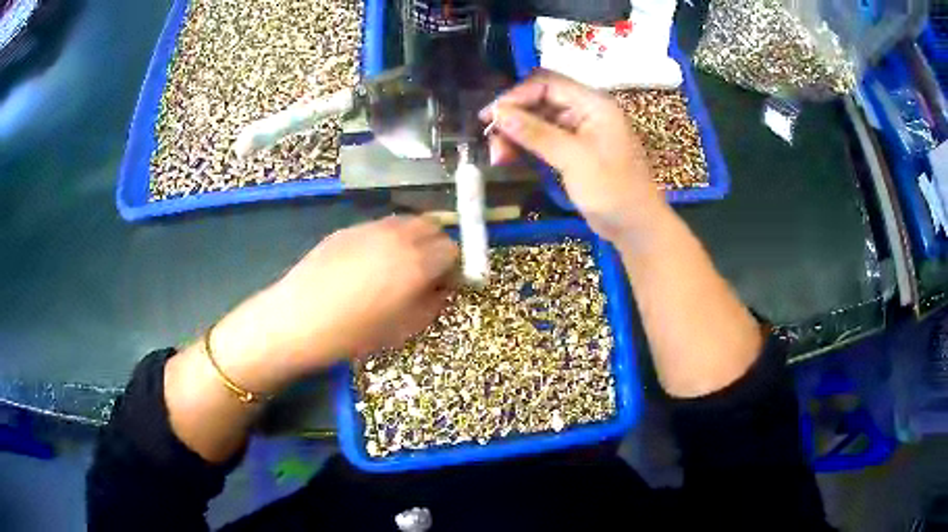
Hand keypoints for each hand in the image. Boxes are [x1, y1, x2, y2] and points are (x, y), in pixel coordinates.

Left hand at [211, 216, 458, 393]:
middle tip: (426, 272)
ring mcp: (370, 227)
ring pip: (405, 222)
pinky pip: (380, 226)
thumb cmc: (353, 333)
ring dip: (413, 239)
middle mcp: (398, 236)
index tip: (445, 283)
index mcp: (417, 262)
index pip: (452, 249)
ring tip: (398, 265)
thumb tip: (442, 287)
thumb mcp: (403, 329)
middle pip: (432, 227)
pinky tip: (369, 263)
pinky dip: (387, 238)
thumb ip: (433, 304)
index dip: (454, 267)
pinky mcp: (348, 228)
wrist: (298, 319)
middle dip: (437, 247)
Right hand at [481, 69, 665, 241]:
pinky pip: (543, 140)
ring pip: (538, 121)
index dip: (516, 95)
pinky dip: (526, 148)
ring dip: (516, 135)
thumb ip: (536, 133)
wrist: (636, 227)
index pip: (547, 83)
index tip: (490, 116)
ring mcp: (579, 132)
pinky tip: (509, 159)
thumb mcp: (574, 159)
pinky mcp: (573, 152)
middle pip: (539, 101)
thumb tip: (498, 113)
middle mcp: (585, 112)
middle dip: (513, 118)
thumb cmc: (613, 190)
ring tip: (497, 157)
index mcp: (593, 104)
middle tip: (490, 141)